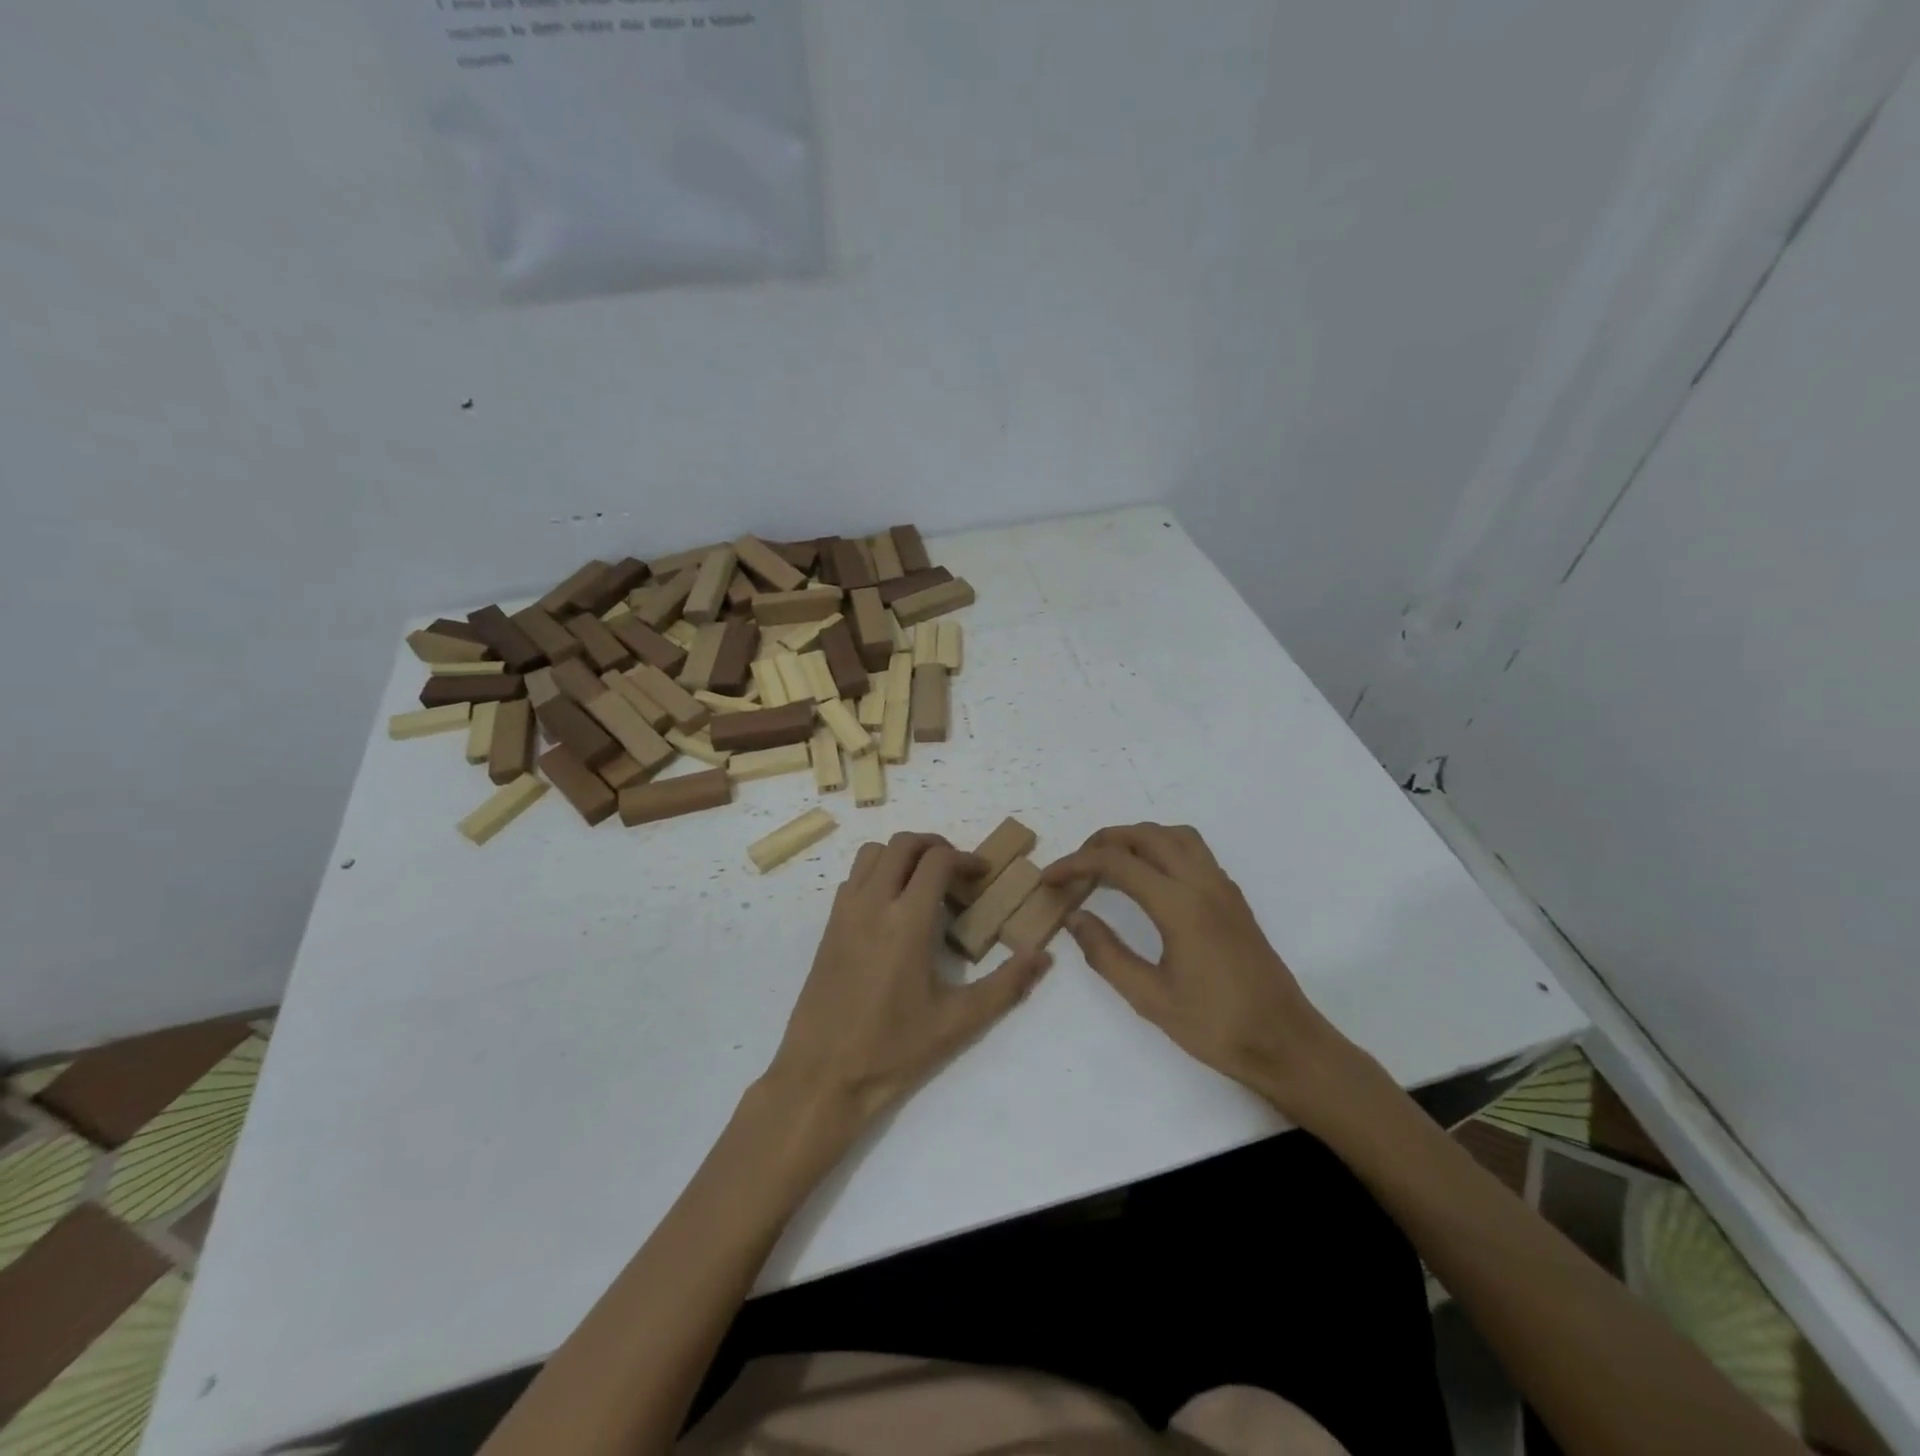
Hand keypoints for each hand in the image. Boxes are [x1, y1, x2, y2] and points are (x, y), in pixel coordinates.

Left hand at [763, 833, 1051, 1134]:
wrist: (821, 1076)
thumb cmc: (893, 1050)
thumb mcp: (959, 1022)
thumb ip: (1006, 986)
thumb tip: (1042, 957)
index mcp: (906, 920)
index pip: (937, 860)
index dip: (966, 858)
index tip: (982, 875)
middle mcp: (872, 903)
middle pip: (903, 843)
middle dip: (935, 846)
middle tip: (957, 871)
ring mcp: (844, 913)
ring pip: (873, 854)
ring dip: (902, 855)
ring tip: (924, 882)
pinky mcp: (828, 927)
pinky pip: (853, 878)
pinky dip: (877, 873)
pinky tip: (892, 909)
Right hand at [1043, 824, 1381, 1135]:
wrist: (1286, 1043)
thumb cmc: (1216, 1026)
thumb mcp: (1150, 998)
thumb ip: (1106, 953)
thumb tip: (1075, 916)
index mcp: (1180, 905)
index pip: (1117, 863)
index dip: (1076, 864)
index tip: (1049, 878)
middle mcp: (1203, 883)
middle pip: (1146, 835)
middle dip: (1103, 842)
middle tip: (1075, 867)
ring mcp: (1223, 887)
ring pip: (1174, 835)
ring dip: (1137, 838)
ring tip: (1109, 864)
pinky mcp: (1233, 898)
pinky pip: (1194, 851)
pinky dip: (1162, 848)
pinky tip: (1149, 880)